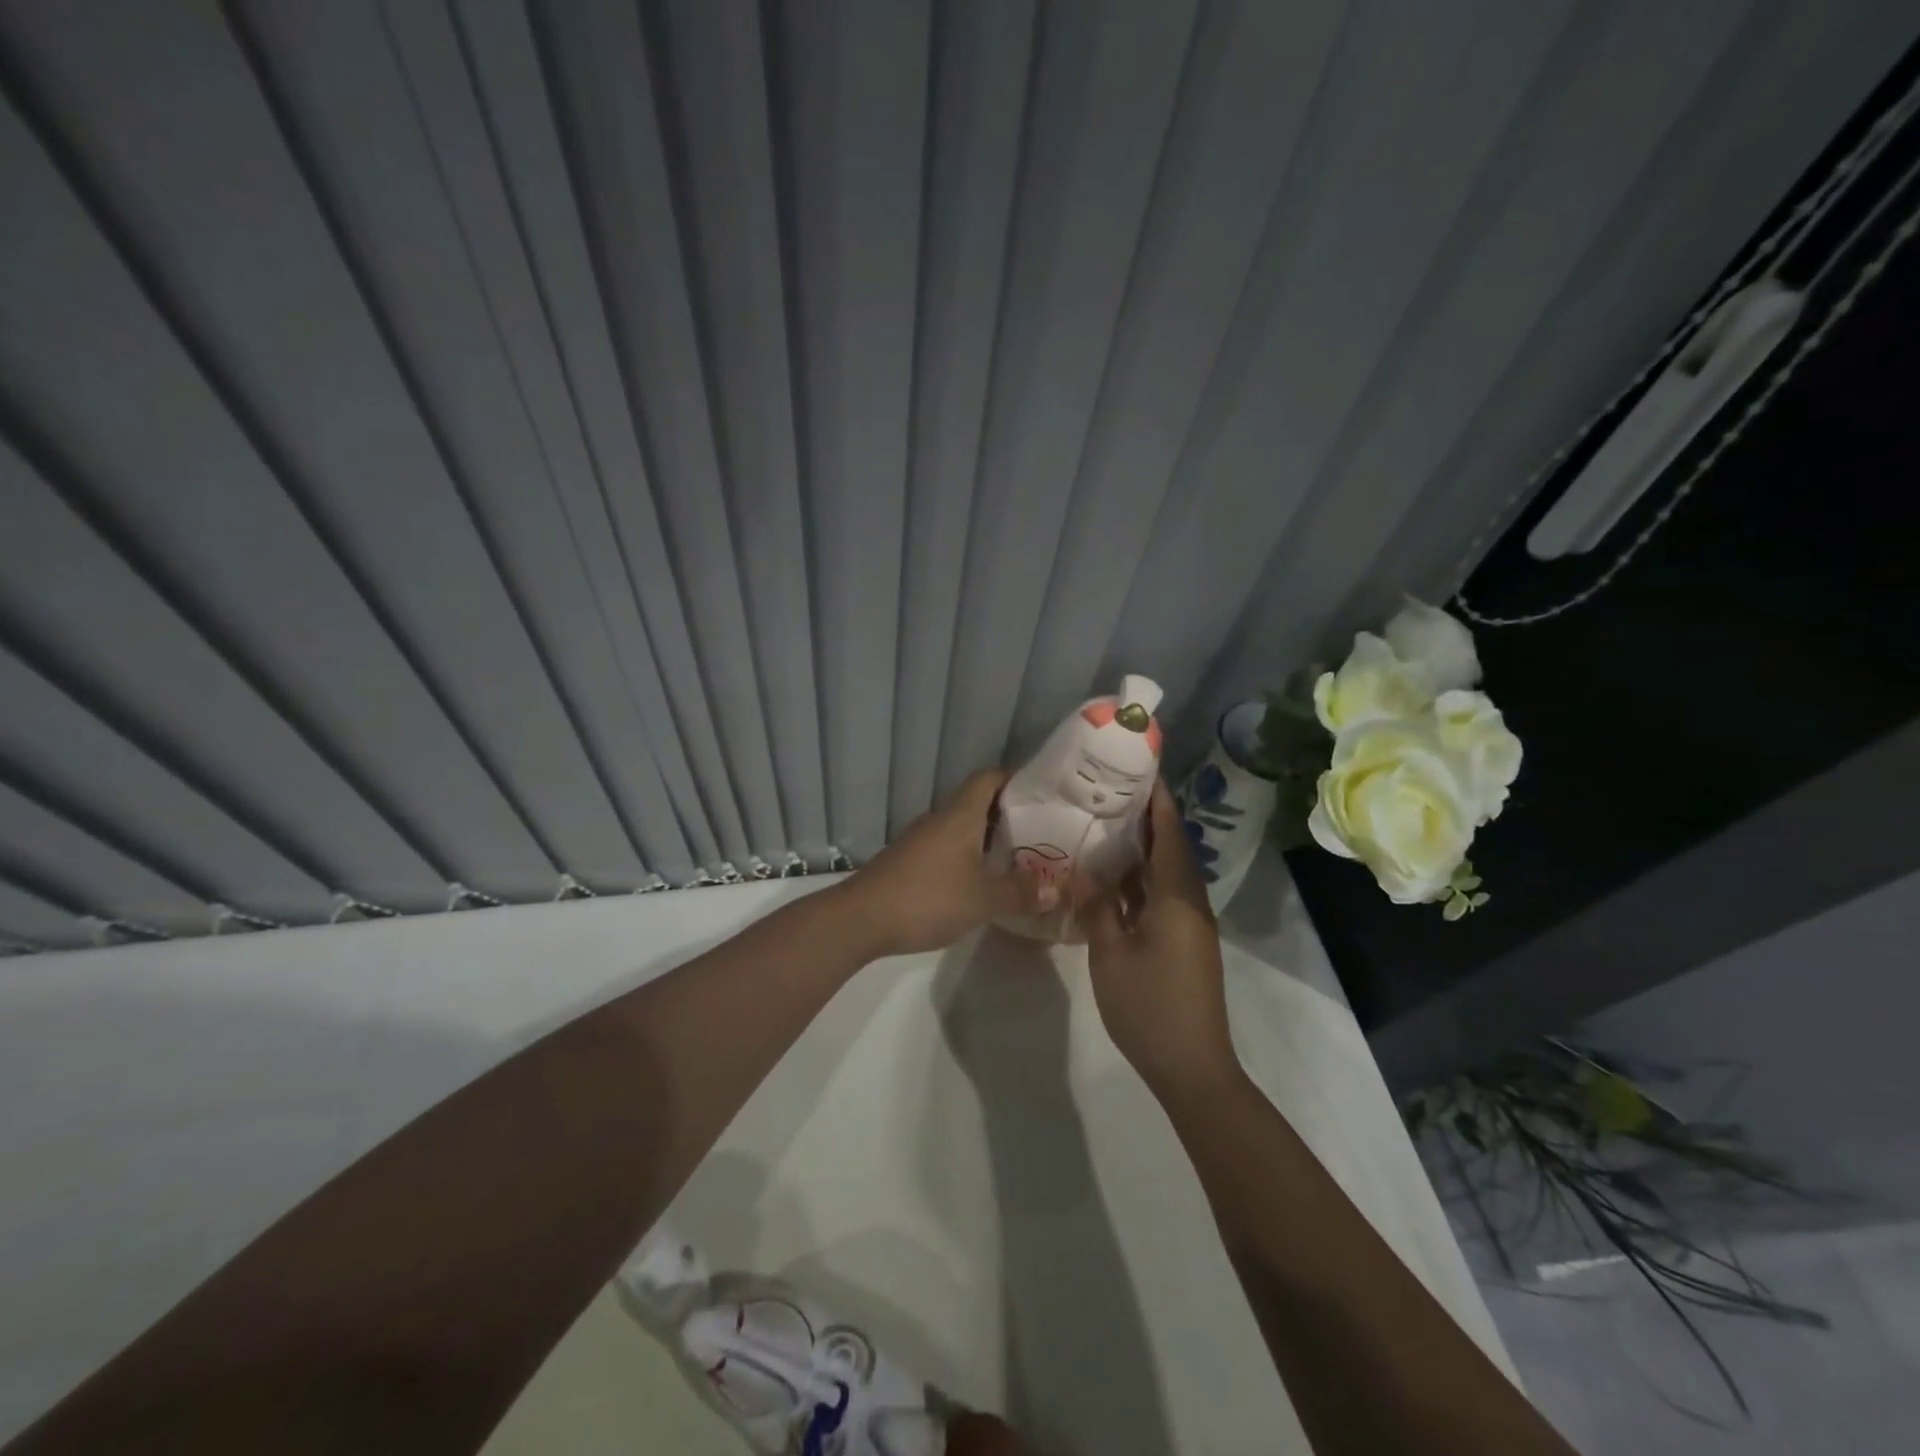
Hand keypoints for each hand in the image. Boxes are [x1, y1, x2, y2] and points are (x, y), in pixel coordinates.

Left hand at [833, 770, 1043, 958]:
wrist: (861, 919)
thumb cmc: (927, 898)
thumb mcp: (982, 899)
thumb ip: (1019, 893)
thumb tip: (1053, 890)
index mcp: (960, 815)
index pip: (989, 778)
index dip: (1015, 779)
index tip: (1042, 794)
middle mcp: (940, 819)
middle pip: (977, 803)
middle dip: (1008, 814)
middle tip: (1041, 832)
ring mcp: (921, 840)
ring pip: (962, 828)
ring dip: (988, 839)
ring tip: (1018, 858)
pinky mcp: (909, 862)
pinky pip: (947, 848)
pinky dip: (968, 857)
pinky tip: (981, 881)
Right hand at [1077, 781, 1237, 1098]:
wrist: (1192, 1066)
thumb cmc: (1149, 1006)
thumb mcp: (1110, 953)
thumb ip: (1097, 907)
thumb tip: (1085, 872)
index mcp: (1177, 898)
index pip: (1169, 835)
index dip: (1157, 803)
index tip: (1140, 773)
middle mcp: (1190, 903)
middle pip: (1171, 849)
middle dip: (1147, 820)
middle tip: (1110, 796)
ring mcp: (1190, 925)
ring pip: (1167, 875)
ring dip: (1143, 851)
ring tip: (1105, 828)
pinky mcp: (1185, 943)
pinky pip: (1163, 897)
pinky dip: (1141, 881)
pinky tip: (1112, 880)